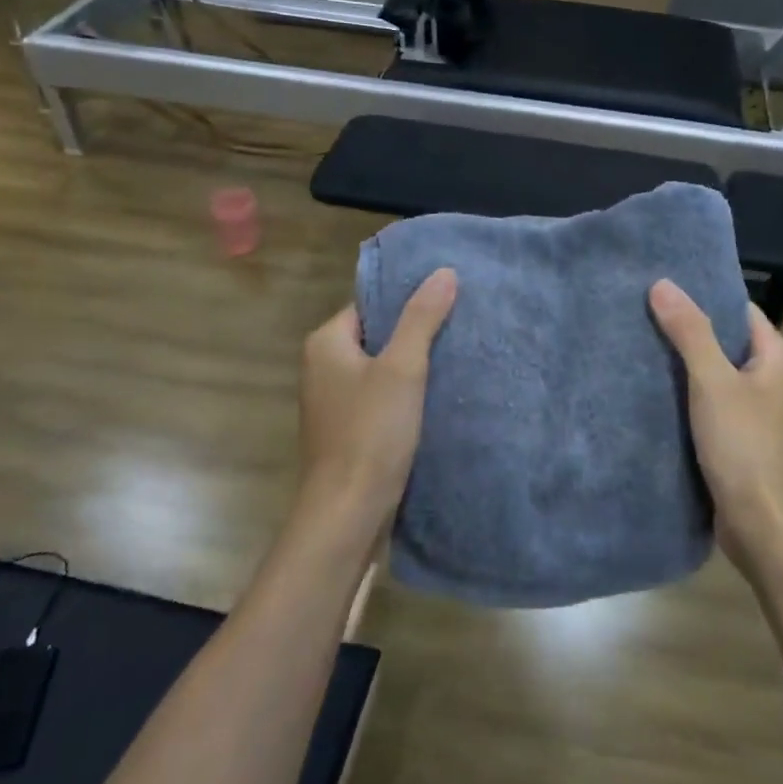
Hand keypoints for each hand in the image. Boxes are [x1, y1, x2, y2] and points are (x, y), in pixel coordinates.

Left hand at [297, 268, 458, 542]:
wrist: (348, 512)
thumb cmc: (371, 432)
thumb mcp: (402, 368)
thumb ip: (422, 318)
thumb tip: (443, 271)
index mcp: (326, 343)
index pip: (372, 305)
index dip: (408, 302)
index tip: (448, 300)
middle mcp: (322, 367)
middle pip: (376, 336)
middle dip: (415, 334)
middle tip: (460, 328)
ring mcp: (333, 402)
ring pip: (380, 369)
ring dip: (413, 367)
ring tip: (457, 358)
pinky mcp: (347, 430)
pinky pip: (379, 398)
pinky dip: (405, 395)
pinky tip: (437, 397)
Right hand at [649, 279, 782, 572]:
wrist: (766, 527)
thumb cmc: (746, 446)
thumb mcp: (713, 382)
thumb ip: (690, 332)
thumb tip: (663, 284)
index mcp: (779, 357)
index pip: (738, 310)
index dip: (703, 297)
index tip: (661, 288)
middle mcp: (775, 380)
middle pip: (726, 343)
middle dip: (687, 332)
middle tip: (639, 315)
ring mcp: (760, 413)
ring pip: (716, 377)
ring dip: (684, 368)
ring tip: (637, 348)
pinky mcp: (743, 441)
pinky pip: (712, 407)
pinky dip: (687, 399)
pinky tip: (652, 394)